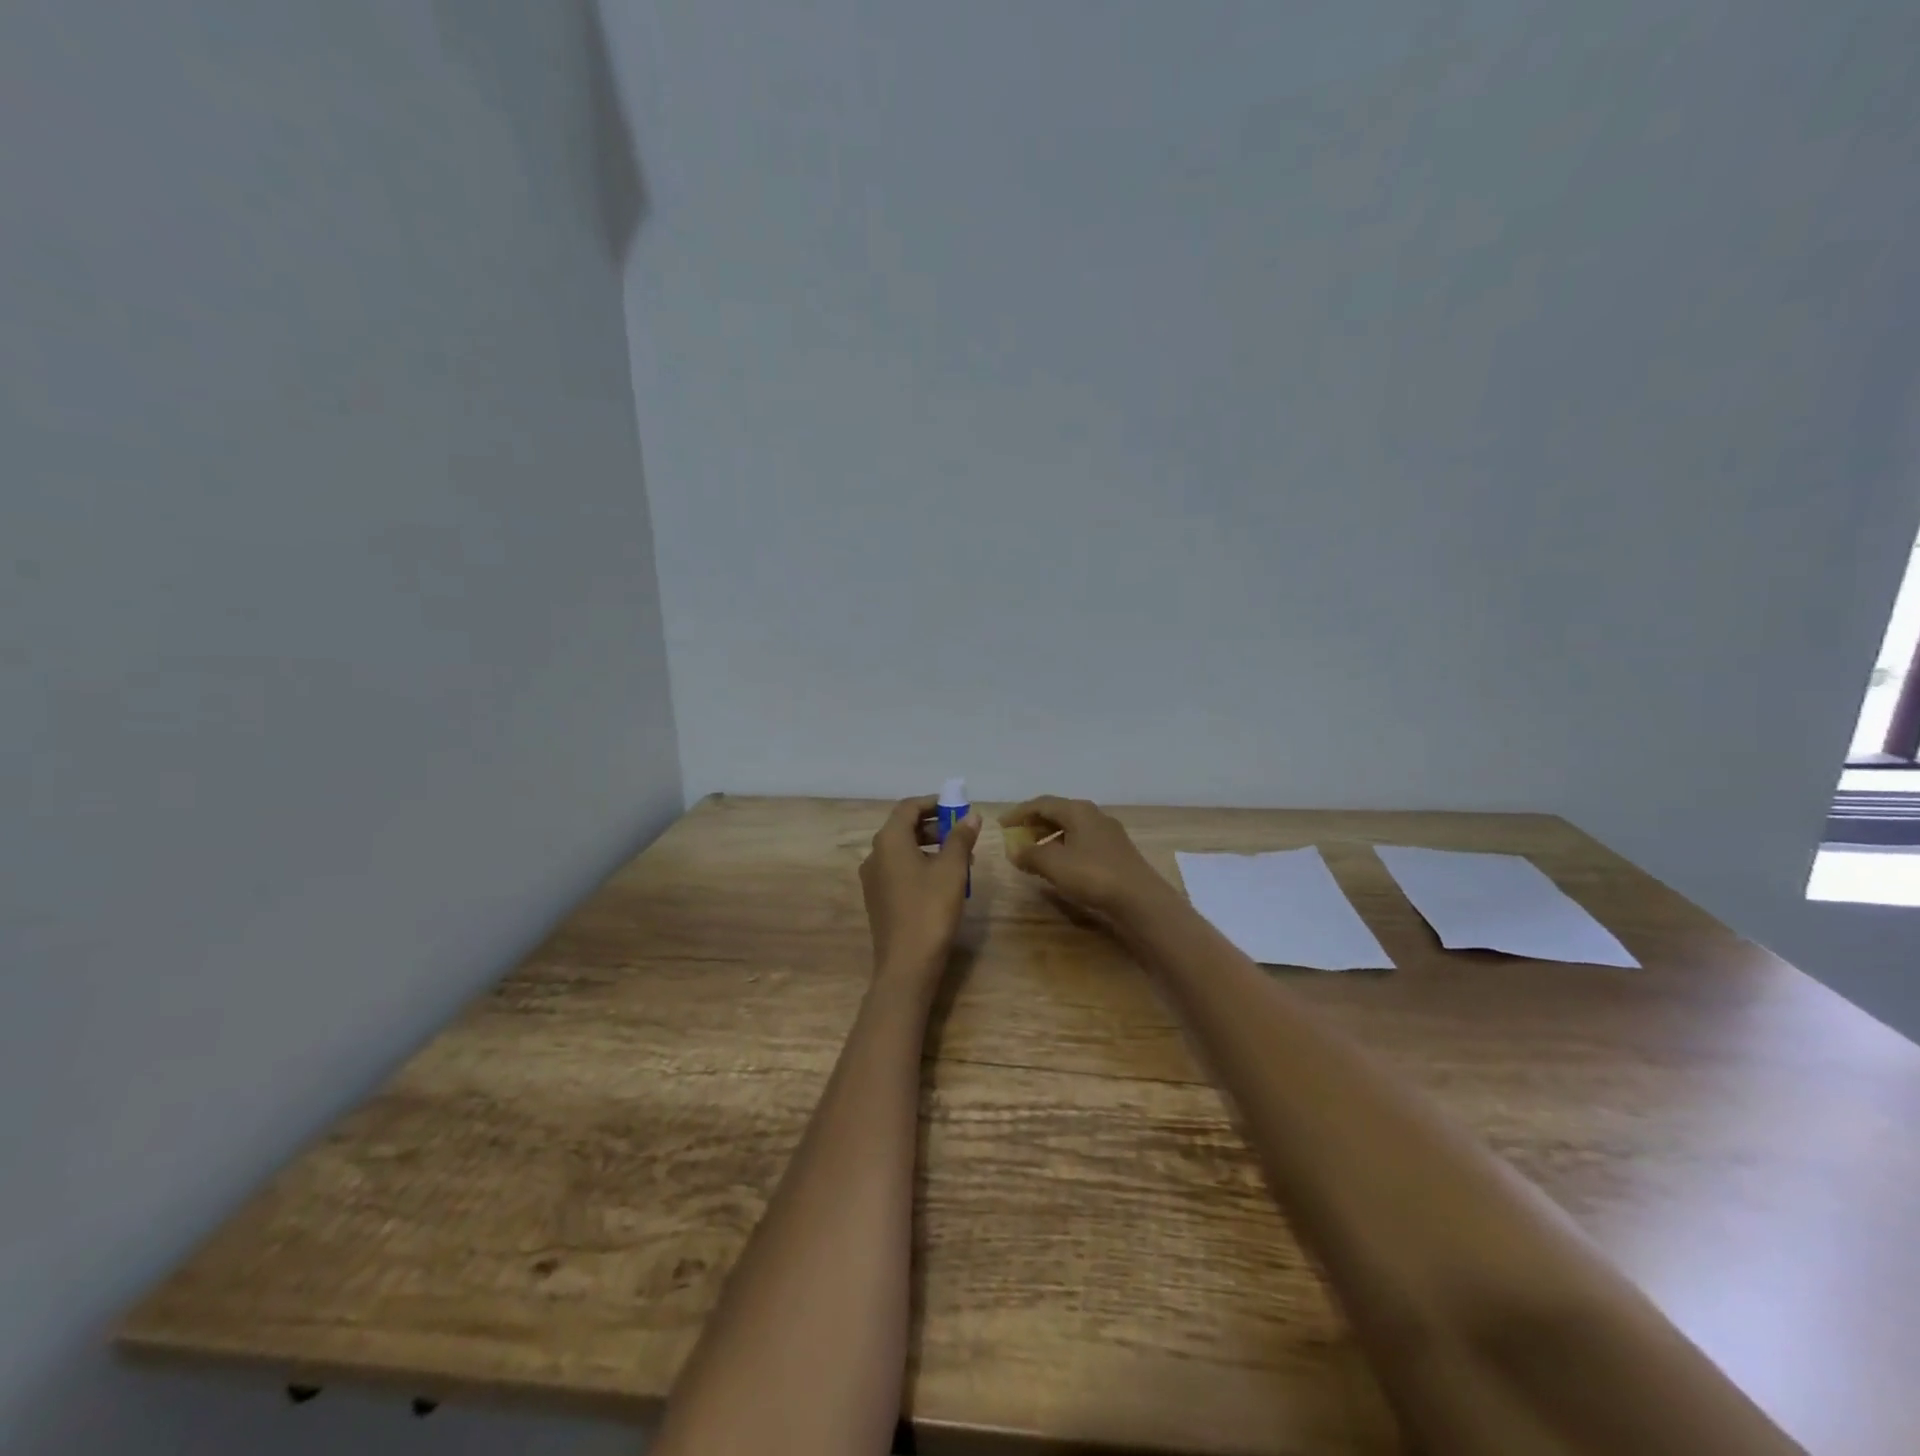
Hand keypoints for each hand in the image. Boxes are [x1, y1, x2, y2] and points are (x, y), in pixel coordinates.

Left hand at [859, 795, 981, 982]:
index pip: (908, 807)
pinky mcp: (878, 899)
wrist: (906, 965)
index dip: (933, 803)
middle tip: (962, 834)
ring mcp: (873, 879)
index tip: (957, 807)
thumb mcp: (952, 870)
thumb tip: (970, 816)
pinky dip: (920, 865)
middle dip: (934, 826)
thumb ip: (961, 838)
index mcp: (889, 841)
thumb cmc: (930, 910)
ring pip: (902, 851)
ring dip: (930, 847)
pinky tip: (943, 882)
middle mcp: (874, 855)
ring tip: (960, 860)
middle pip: (904, 828)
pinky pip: (899, 870)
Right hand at [1000, 796, 1171, 922]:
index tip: (1001, 825)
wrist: (1140, 900)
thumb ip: (1030, 854)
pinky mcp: (1116, 853)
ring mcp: (1108, 834)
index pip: (1042, 803)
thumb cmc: (1093, 875)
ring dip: (1049, 838)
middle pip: (1058, 813)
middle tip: (1016, 838)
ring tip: (1034, 854)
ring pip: (1071, 829)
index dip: (1019, 813)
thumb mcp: (1054, 864)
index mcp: (1078, 811)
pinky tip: (1060, 866)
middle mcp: (1094, 816)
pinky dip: (1064, 849)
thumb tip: (1014, 850)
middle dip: (1034, 824)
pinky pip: (1082, 843)